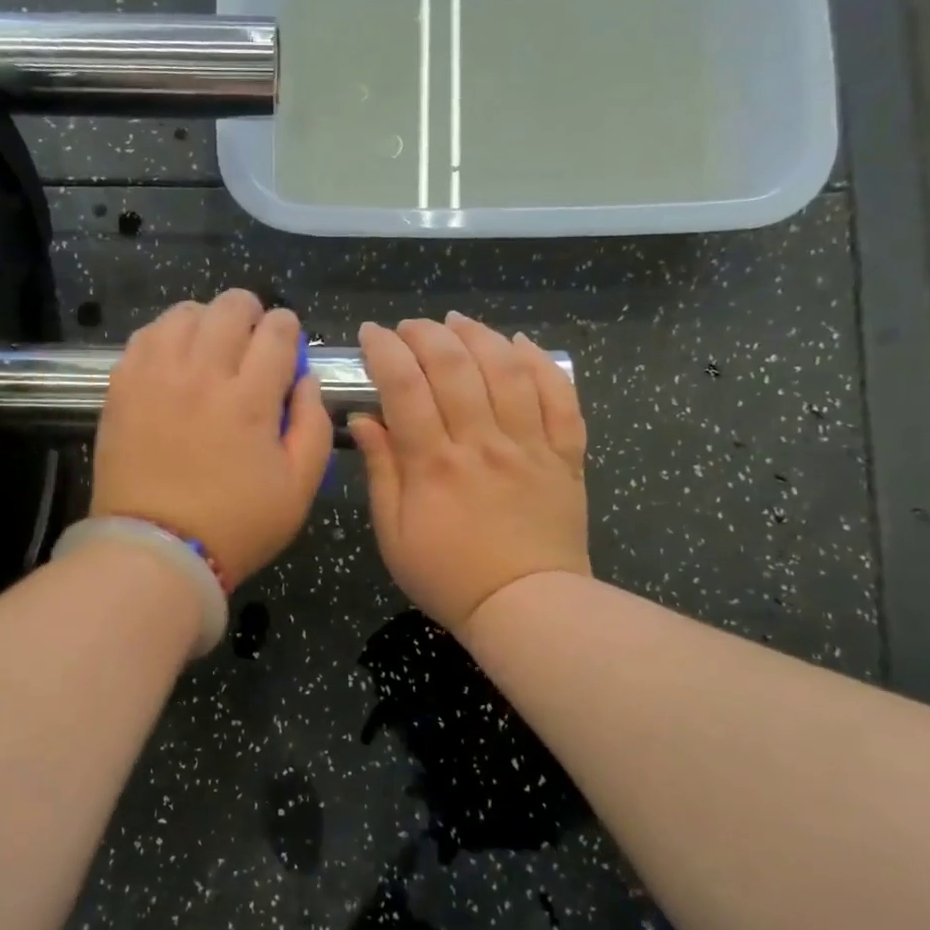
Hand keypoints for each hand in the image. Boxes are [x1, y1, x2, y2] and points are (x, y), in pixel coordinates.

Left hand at [92, 290, 333, 585]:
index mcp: (251, 399)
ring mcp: (156, 376)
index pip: (277, 331)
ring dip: (207, 320)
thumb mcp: (299, 488)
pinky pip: (146, 336)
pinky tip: (174, 358)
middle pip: (230, 307)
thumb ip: (314, 426)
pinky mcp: (122, 387)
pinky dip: (166, 336)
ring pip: (185, 313)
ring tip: (210, 345)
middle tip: (252, 339)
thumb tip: (306, 379)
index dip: (288, 328)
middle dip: (251, 313)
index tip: (286, 345)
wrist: (157, 550)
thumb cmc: (236, 526)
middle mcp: (203, 374)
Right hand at [349, 314, 590, 636]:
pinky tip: (520, 343)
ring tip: (457, 322)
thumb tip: (364, 420)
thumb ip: (381, 473)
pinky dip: (541, 363)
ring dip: (479, 336)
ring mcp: (529, 446)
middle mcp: (483, 444)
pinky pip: (560, 397)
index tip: (370, 333)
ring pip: (507, 370)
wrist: (526, 607)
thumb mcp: (394, 536)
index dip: (385, 351)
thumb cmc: (448, 578)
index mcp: (434, 465)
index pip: (405, 388)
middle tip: (409, 326)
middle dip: (427, 334)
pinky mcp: (564, 455)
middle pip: (455, 367)